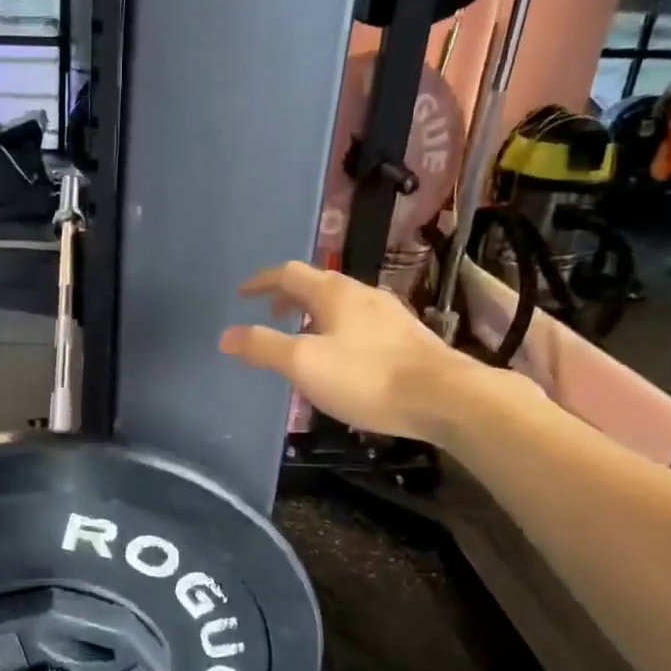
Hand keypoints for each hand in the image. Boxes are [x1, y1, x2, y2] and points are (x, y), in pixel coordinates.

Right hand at [220, 261, 501, 442]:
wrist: (444, 397)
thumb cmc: (366, 376)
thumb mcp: (304, 364)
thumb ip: (263, 347)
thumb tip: (226, 335)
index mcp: (333, 293)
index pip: (288, 273)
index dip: (261, 281)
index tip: (242, 294)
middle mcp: (362, 294)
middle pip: (317, 285)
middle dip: (289, 297)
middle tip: (270, 314)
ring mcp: (389, 314)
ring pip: (341, 305)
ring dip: (314, 314)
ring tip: (303, 338)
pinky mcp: (407, 336)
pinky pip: (360, 323)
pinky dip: (338, 329)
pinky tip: (342, 358)